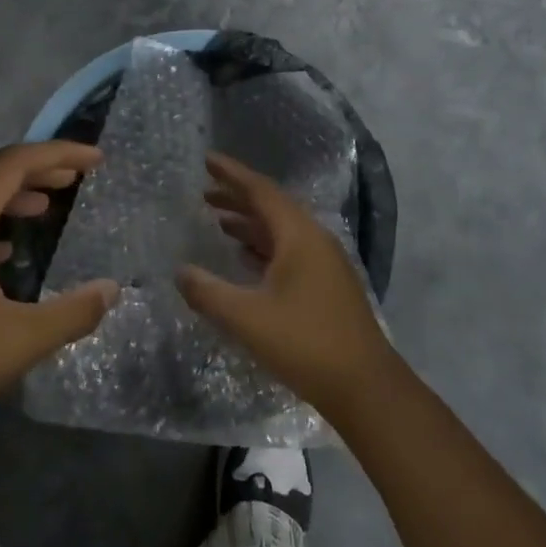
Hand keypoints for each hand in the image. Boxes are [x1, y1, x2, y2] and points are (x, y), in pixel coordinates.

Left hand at [0, 142, 117, 457]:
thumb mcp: (20, 340)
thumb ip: (72, 313)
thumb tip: (112, 290)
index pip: (14, 164)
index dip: (59, 154)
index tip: (97, 161)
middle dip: (35, 168)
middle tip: (73, 179)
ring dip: (9, 195)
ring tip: (44, 207)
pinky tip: (3, 254)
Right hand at [177, 152, 402, 421]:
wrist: (365, 387)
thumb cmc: (304, 344)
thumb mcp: (247, 318)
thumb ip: (208, 292)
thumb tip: (180, 272)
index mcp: (299, 236)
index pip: (261, 191)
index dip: (232, 174)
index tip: (207, 159)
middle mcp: (314, 240)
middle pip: (271, 207)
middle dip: (237, 197)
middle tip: (204, 192)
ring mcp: (324, 263)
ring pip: (281, 231)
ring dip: (249, 224)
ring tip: (217, 221)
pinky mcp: (327, 285)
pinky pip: (289, 251)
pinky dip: (263, 247)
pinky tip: (245, 258)